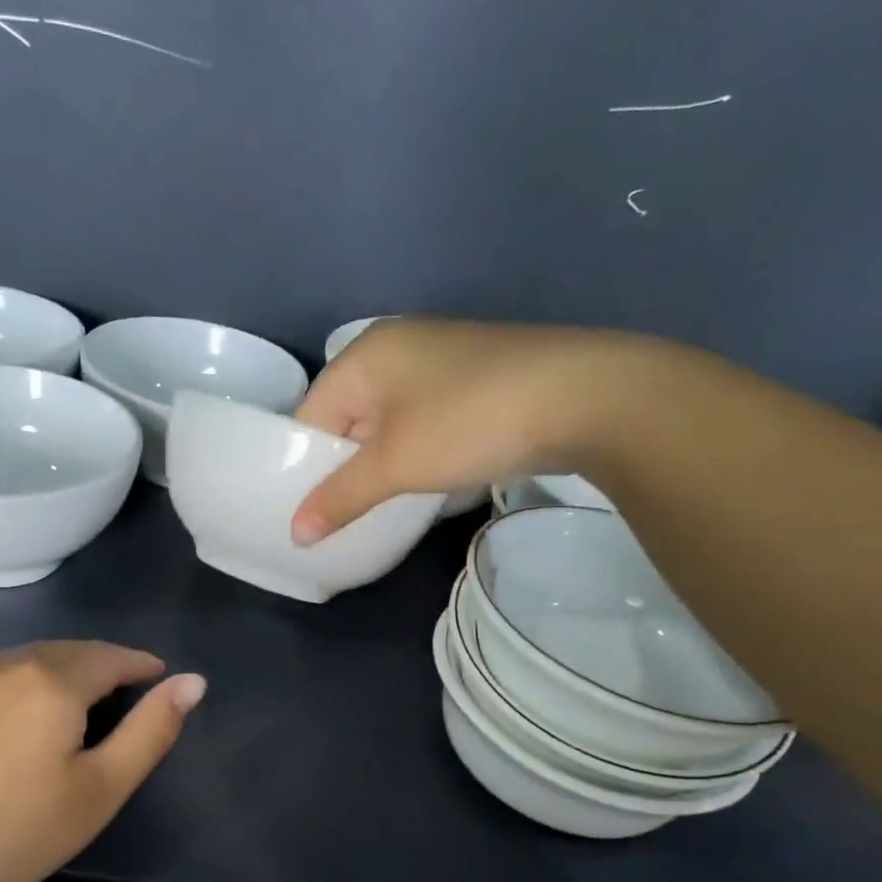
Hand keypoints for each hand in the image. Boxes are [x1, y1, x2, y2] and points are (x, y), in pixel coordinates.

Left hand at [0, 642, 204, 881]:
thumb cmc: (14, 835)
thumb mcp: (100, 790)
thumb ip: (152, 731)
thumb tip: (192, 682)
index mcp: (52, 679)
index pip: (111, 656)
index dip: (141, 664)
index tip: (159, 677)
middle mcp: (3, 664)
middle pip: (67, 652)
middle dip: (101, 666)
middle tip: (122, 693)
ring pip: (24, 662)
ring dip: (58, 674)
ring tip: (73, 707)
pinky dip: (17, 689)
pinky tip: (13, 724)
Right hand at [291, 319, 637, 542]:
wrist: (586, 397)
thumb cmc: (469, 422)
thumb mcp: (395, 465)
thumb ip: (339, 497)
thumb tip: (295, 534)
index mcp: (364, 355)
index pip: (309, 416)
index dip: (301, 467)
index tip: (305, 514)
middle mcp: (395, 347)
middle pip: (346, 418)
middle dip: (340, 469)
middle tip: (336, 519)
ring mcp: (438, 360)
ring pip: (385, 423)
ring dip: (378, 465)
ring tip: (374, 509)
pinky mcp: (472, 379)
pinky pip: (420, 421)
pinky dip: (412, 452)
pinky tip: (420, 483)